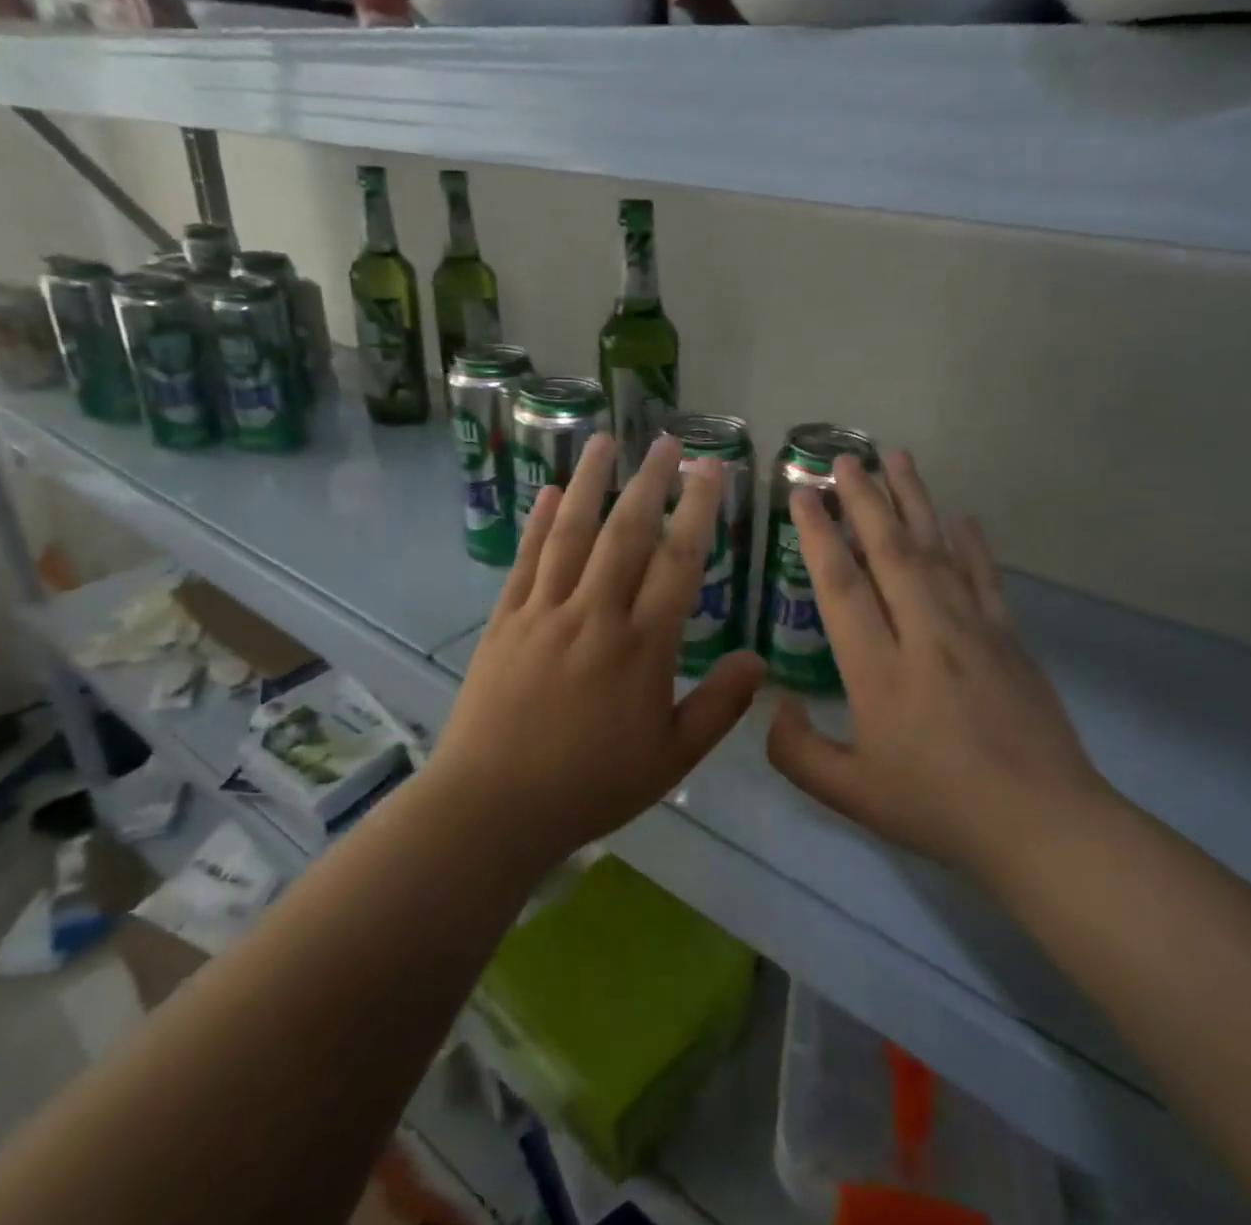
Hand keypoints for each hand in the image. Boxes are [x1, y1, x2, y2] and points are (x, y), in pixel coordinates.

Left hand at [430, 433, 765, 873]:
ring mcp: (543, 612)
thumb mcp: (671, 759)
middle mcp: (594, 615)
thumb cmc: (590, 786)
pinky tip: (546, 491)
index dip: (698, 510)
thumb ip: (719, 707)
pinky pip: (525, 560)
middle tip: (666, 441)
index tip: (710, 470)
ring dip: (588, 482)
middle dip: (650, 481)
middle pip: (626, 533)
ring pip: (570, 533)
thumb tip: (759, 661)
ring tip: (602, 440)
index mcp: (641, 646)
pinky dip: (537, 522)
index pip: (678, 562)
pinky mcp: (505, 621)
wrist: (491, 809)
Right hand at [765, 451, 1112, 880]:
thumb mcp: (851, 795)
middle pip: (889, 549)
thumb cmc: (938, 807)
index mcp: (878, 669)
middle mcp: (923, 633)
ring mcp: (972, 629)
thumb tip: (775, 705)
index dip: (817, 535)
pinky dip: (971, 543)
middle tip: (845, 457)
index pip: (841, 585)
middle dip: (863, 498)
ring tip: (896, 457)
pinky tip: (961, 517)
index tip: (802, 495)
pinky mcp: (1009, 637)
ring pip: (936, 550)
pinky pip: (985, 577)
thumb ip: (797, 751)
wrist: (1041, 824)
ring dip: (914, 500)